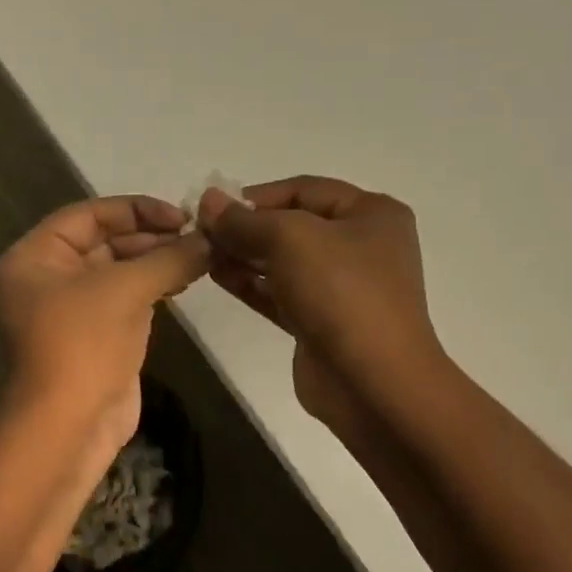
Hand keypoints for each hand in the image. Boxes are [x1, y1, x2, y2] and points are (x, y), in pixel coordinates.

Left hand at [0, 195, 208, 448]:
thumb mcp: (125, 290)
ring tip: (199, 257)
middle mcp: (48, 279)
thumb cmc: (84, 345)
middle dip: (151, 238)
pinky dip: (154, 288)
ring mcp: (73, 311)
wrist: (71, 426)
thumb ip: (169, 258)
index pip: (88, 216)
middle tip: (198, 237)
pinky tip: (185, 281)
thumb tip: (210, 240)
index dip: (136, 210)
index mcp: (35, 258)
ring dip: (157, 262)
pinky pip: (126, 300)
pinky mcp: (97, 336)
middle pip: (104, 242)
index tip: (181, 216)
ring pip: (119, 272)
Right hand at [198, 176, 444, 432]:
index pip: (305, 189)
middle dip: (247, 227)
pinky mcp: (322, 324)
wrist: (371, 382)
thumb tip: (208, 201)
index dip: (256, 195)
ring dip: (244, 256)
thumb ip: (245, 220)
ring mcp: (342, 288)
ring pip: (285, 262)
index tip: (212, 207)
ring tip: (202, 253)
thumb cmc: (341, 293)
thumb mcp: (290, 239)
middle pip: (294, 225)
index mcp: (371, 214)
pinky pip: (281, 294)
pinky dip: (252, 284)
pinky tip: (218, 276)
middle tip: (200, 232)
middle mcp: (361, 246)